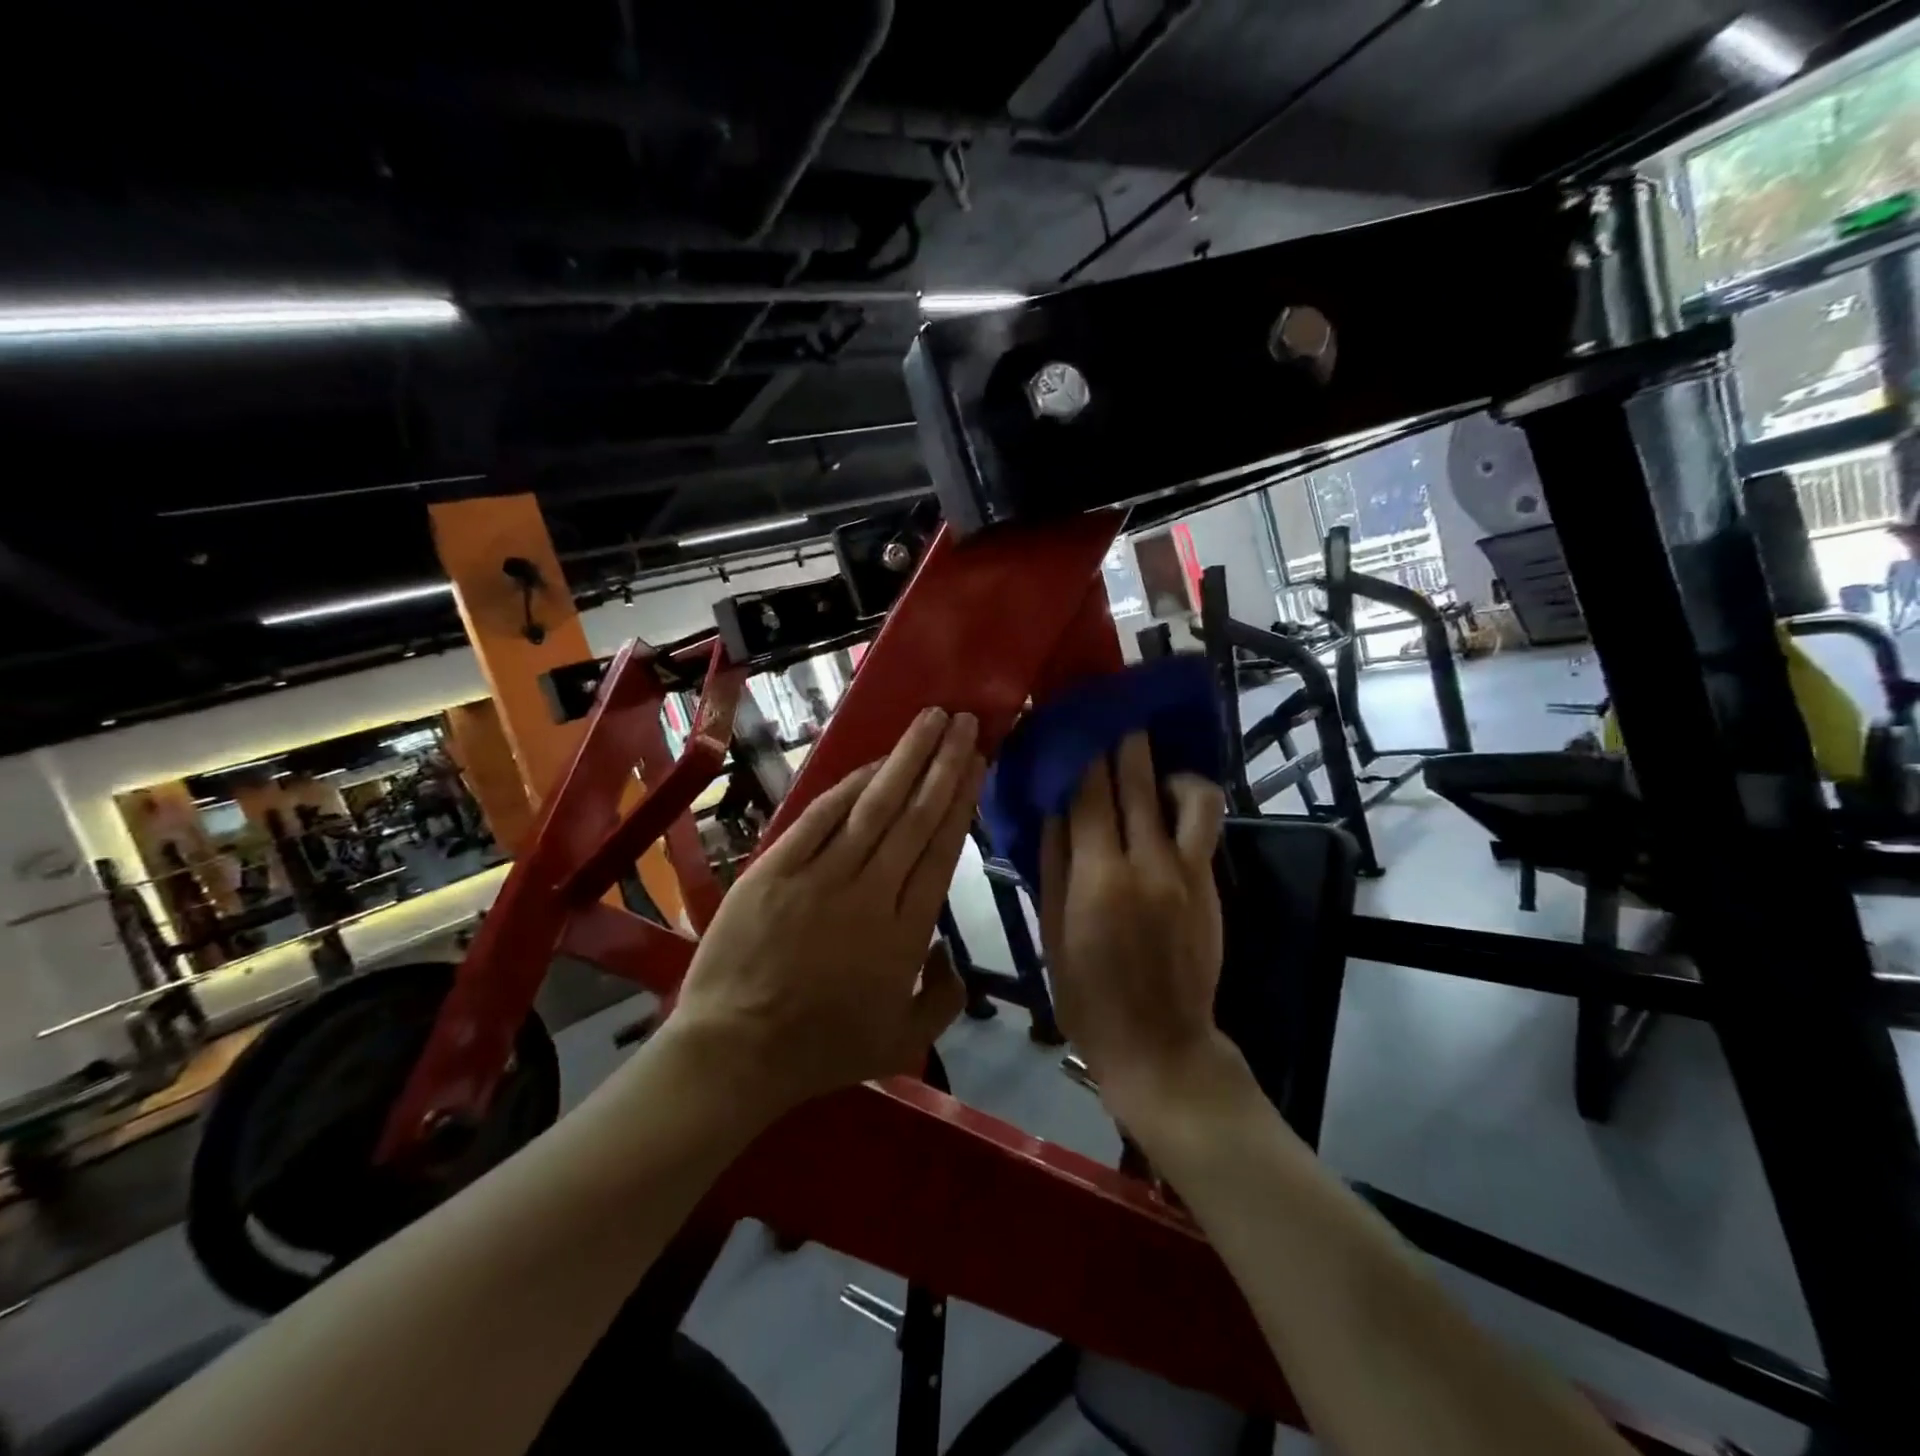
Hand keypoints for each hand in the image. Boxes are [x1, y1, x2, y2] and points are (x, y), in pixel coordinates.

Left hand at [667, 707, 982, 1117]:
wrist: (735, 1052)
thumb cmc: (821, 1049)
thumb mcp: (901, 1041)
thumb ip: (943, 999)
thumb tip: (956, 958)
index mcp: (906, 932)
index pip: (941, 850)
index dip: (961, 800)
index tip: (977, 763)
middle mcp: (871, 892)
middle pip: (916, 816)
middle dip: (944, 763)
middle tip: (964, 723)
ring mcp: (820, 876)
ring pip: (874, 806)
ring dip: (906, 759)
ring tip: (931, 721)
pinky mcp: (776, 868)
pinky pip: (820, 817)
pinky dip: (849, 786)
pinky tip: (874, 762)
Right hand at [1039, 733, 1228, 1109]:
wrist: (1159, 1042)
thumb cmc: (1087, 994)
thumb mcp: (1051, 931)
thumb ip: (1053, 863)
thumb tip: (1052, 806)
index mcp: (1096, 877)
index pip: (1086, 793)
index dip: (1078, 752)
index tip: (1071, 721)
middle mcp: (1145, 862)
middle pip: (1135, 781)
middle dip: (1121, 740)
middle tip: (1111, 711)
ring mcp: (1186, 870)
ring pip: (1186, 794)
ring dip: (1165, 765)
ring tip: (1148, 759)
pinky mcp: (1210, 882)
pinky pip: (1203, 824)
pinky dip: (1186, 799)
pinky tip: (1167, 799)